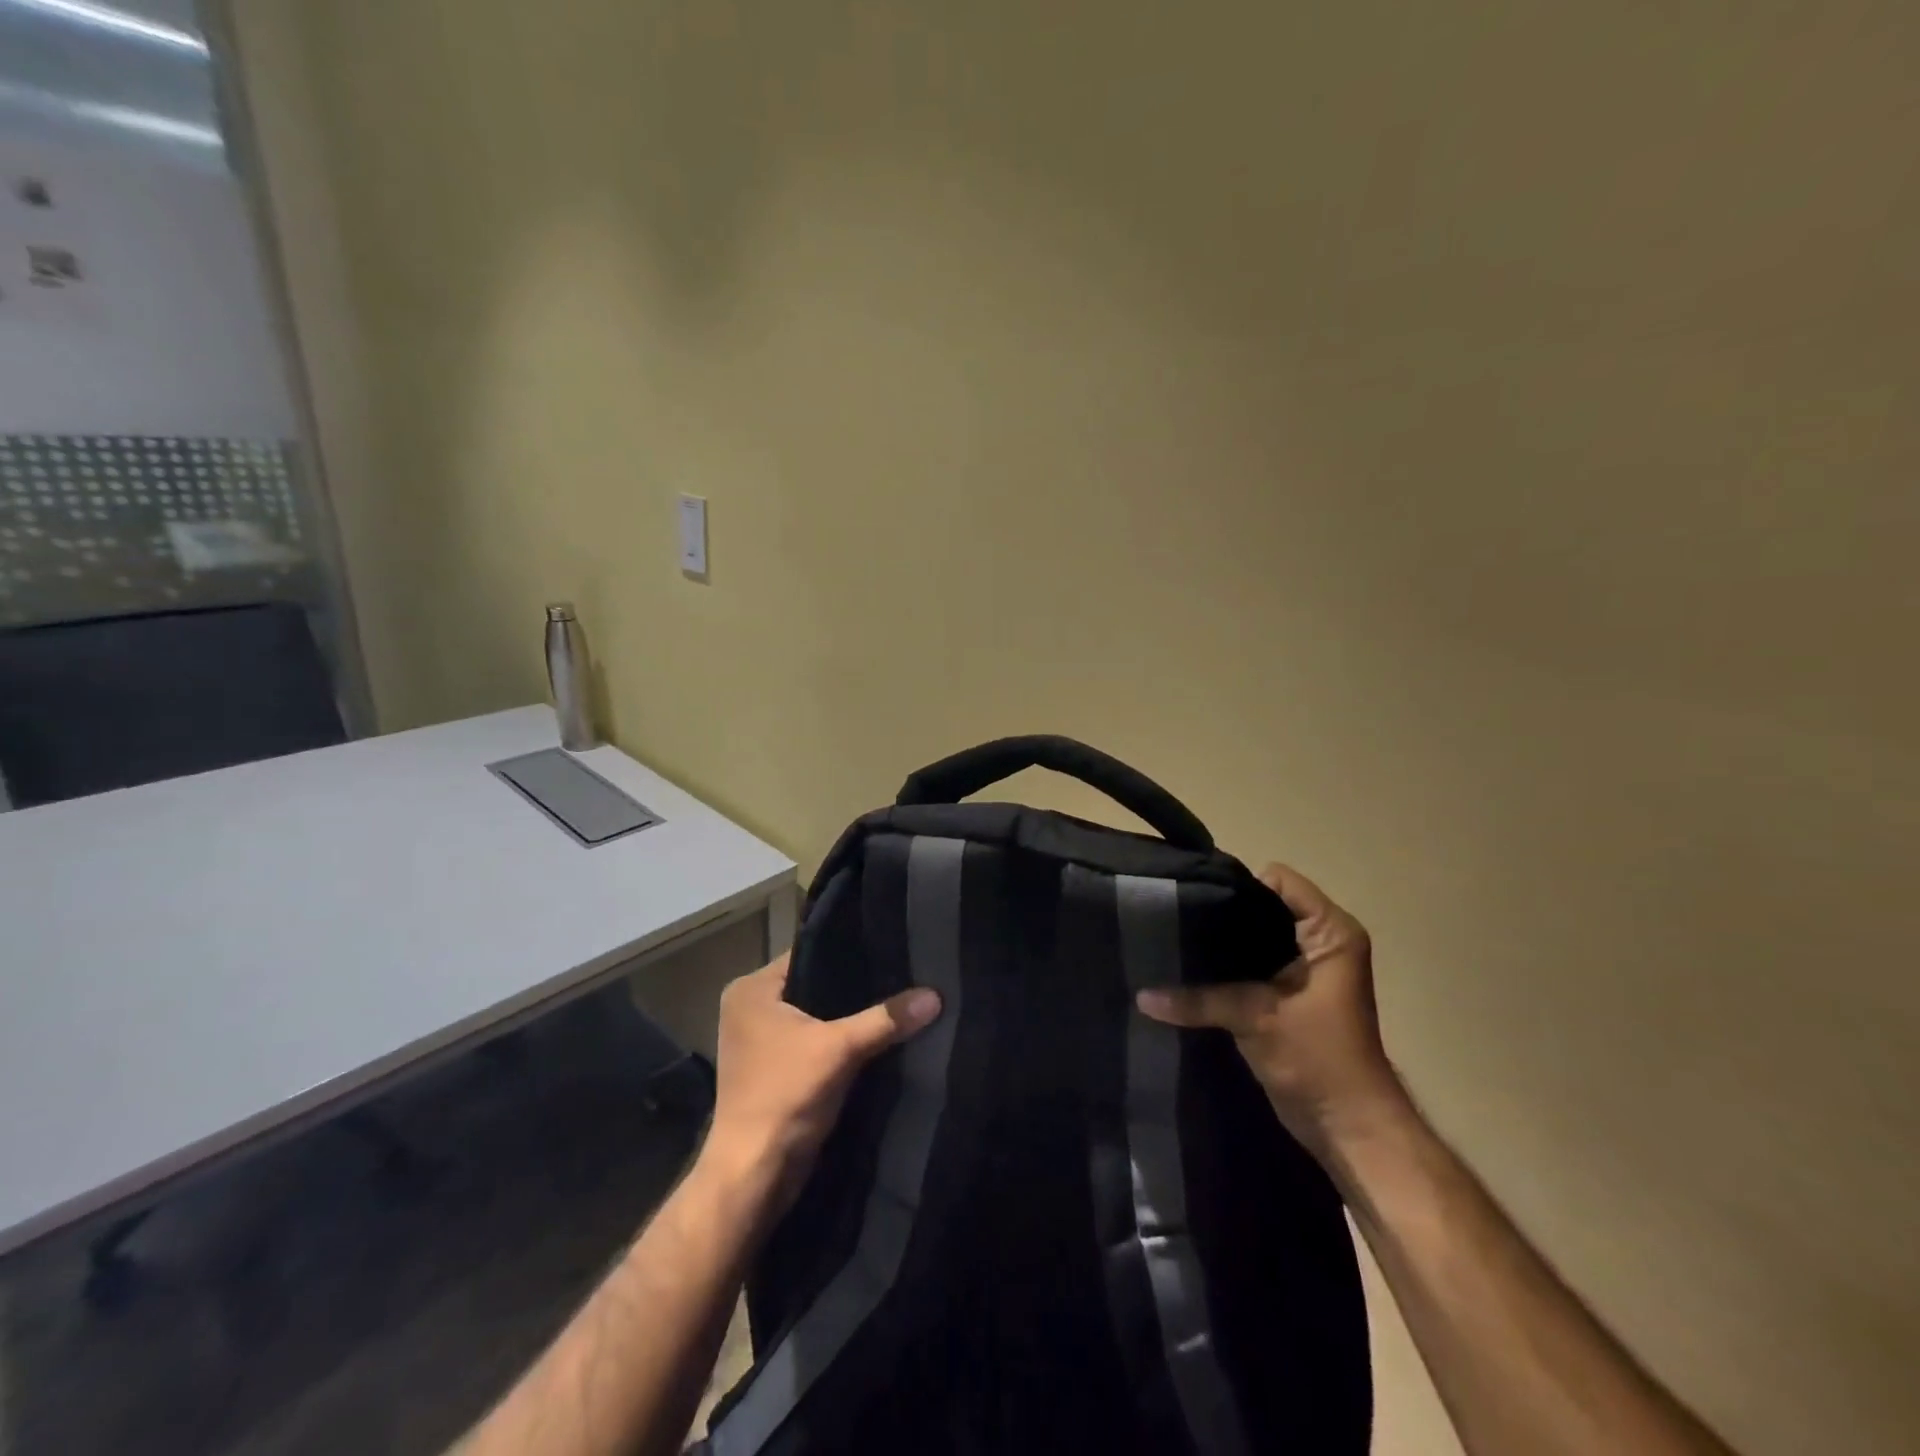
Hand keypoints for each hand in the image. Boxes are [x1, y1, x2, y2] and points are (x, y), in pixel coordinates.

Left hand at [700, 955, 942, 1208]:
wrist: (753, 1177)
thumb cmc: (784, 1096)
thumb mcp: (839, 1050)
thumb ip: (886, 1019)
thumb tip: (935, 995)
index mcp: (751, 989)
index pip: (809, 952)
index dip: (849, 950)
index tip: (890, 946)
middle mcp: (750, 1008)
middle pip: (814, 984)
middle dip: (854, 986)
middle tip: (901, 972)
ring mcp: (759, 1041)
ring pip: (816, 1014)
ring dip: (848, 1016)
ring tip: (896, 998)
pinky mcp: (773, 1069)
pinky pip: (814, 1039)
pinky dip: (839, 1040)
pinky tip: (877, 1034)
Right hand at [1137, 864, 1407, 1158]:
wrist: (1349, 1129)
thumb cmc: (1320, 1061)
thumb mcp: (1257, 1018)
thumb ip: (1199, 999)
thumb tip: (1141, 995)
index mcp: (1330, 932)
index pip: (1278, 880)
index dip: (1238, 886)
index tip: (1195, 899)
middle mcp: (1319, 941)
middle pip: (1261, 906)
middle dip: (1221, 914)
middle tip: (1173, 919)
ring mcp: (1303, 969)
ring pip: (1252, 938)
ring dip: (1220, 945)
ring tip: (1174, 943)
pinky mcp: (1286, 994)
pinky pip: (1249, 965)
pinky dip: (1224, 968)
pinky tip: (1188, 971)